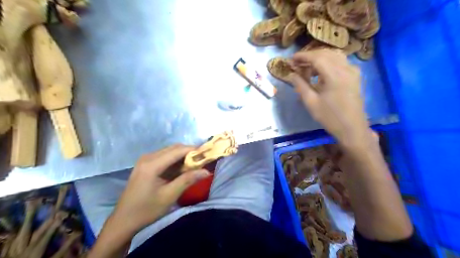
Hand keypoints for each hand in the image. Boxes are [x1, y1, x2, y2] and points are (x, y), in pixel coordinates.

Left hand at [110, 144, 209, 234]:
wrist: (123, 221)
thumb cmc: (146, 210)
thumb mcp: (169, 196)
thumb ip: (188, 180)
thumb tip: (206, 171)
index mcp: (152, 164)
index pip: (178, 150)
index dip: (194, 150)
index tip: (207, 154)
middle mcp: (148, 157)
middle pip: (174, 148)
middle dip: (190, 152)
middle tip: (203, 161)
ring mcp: (145, 160)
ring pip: (170, 152)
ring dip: (183, 156)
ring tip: (195, 165)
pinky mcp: (145, 165)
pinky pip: (164, 157)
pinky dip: (175, 161)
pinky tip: (182, 169)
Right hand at [290, 49, 372, 148]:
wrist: (352, 128)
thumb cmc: (330, 117)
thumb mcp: (311, 103)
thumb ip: (300, 85)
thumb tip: (292, 74)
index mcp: (335, 75)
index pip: (317, 57)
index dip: (303, 56)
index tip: (292, 58)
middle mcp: (346, 68)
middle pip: (326, 54)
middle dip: (310, 56)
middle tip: (297, 63)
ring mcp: (353, 71)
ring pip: (334, 56)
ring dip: (320, 58)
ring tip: (307, 68)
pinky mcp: (355, 76)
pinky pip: (341, 62)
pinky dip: (328, 62)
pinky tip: (321, 72)